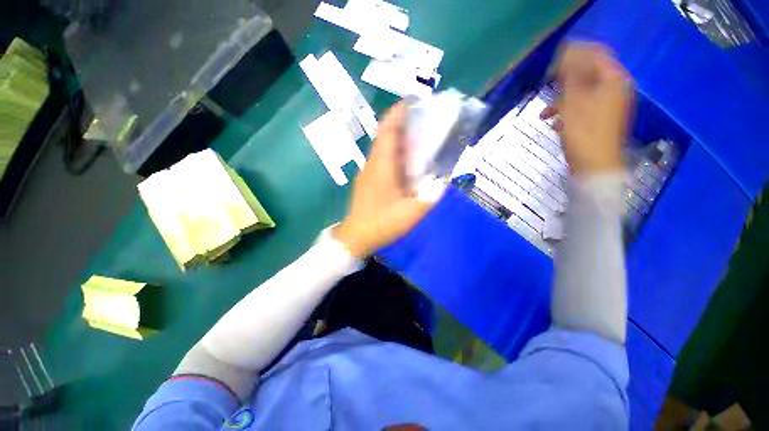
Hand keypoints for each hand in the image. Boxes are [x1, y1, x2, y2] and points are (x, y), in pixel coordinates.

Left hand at [334, 103, 434, 257]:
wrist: (356, 237)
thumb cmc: (382, 223)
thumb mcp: (411, 213)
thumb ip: (429, 196)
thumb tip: (442, 183)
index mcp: (382, 165)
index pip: (388, 130)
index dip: (398, 113)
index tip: (412, 102)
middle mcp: (373, 163)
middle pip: (385, 136)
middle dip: (401, 124)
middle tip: (422, 121)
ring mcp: (368, 172)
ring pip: (383, 148)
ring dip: (398, 140)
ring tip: (418, 139)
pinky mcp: (367, 181)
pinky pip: (381, 160)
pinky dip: (394, 155)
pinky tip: (405, 164)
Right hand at [541, 42, 632, 174]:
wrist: (595, 167)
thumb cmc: (584, 135)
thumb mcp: (573, 104)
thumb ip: (570, 78)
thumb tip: (565, 56)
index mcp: (613, 81)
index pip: (595, 55)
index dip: (573, 57)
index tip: (552, 67)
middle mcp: (615, 89)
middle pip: (589, 74)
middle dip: (566, 81)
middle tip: (547, 89)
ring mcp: (610, 105)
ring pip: (584, 92)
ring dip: (563, 100)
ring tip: (544, 113)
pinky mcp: (602, 119)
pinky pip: (584, 106)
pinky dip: (568, 111)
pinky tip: (554, 123)